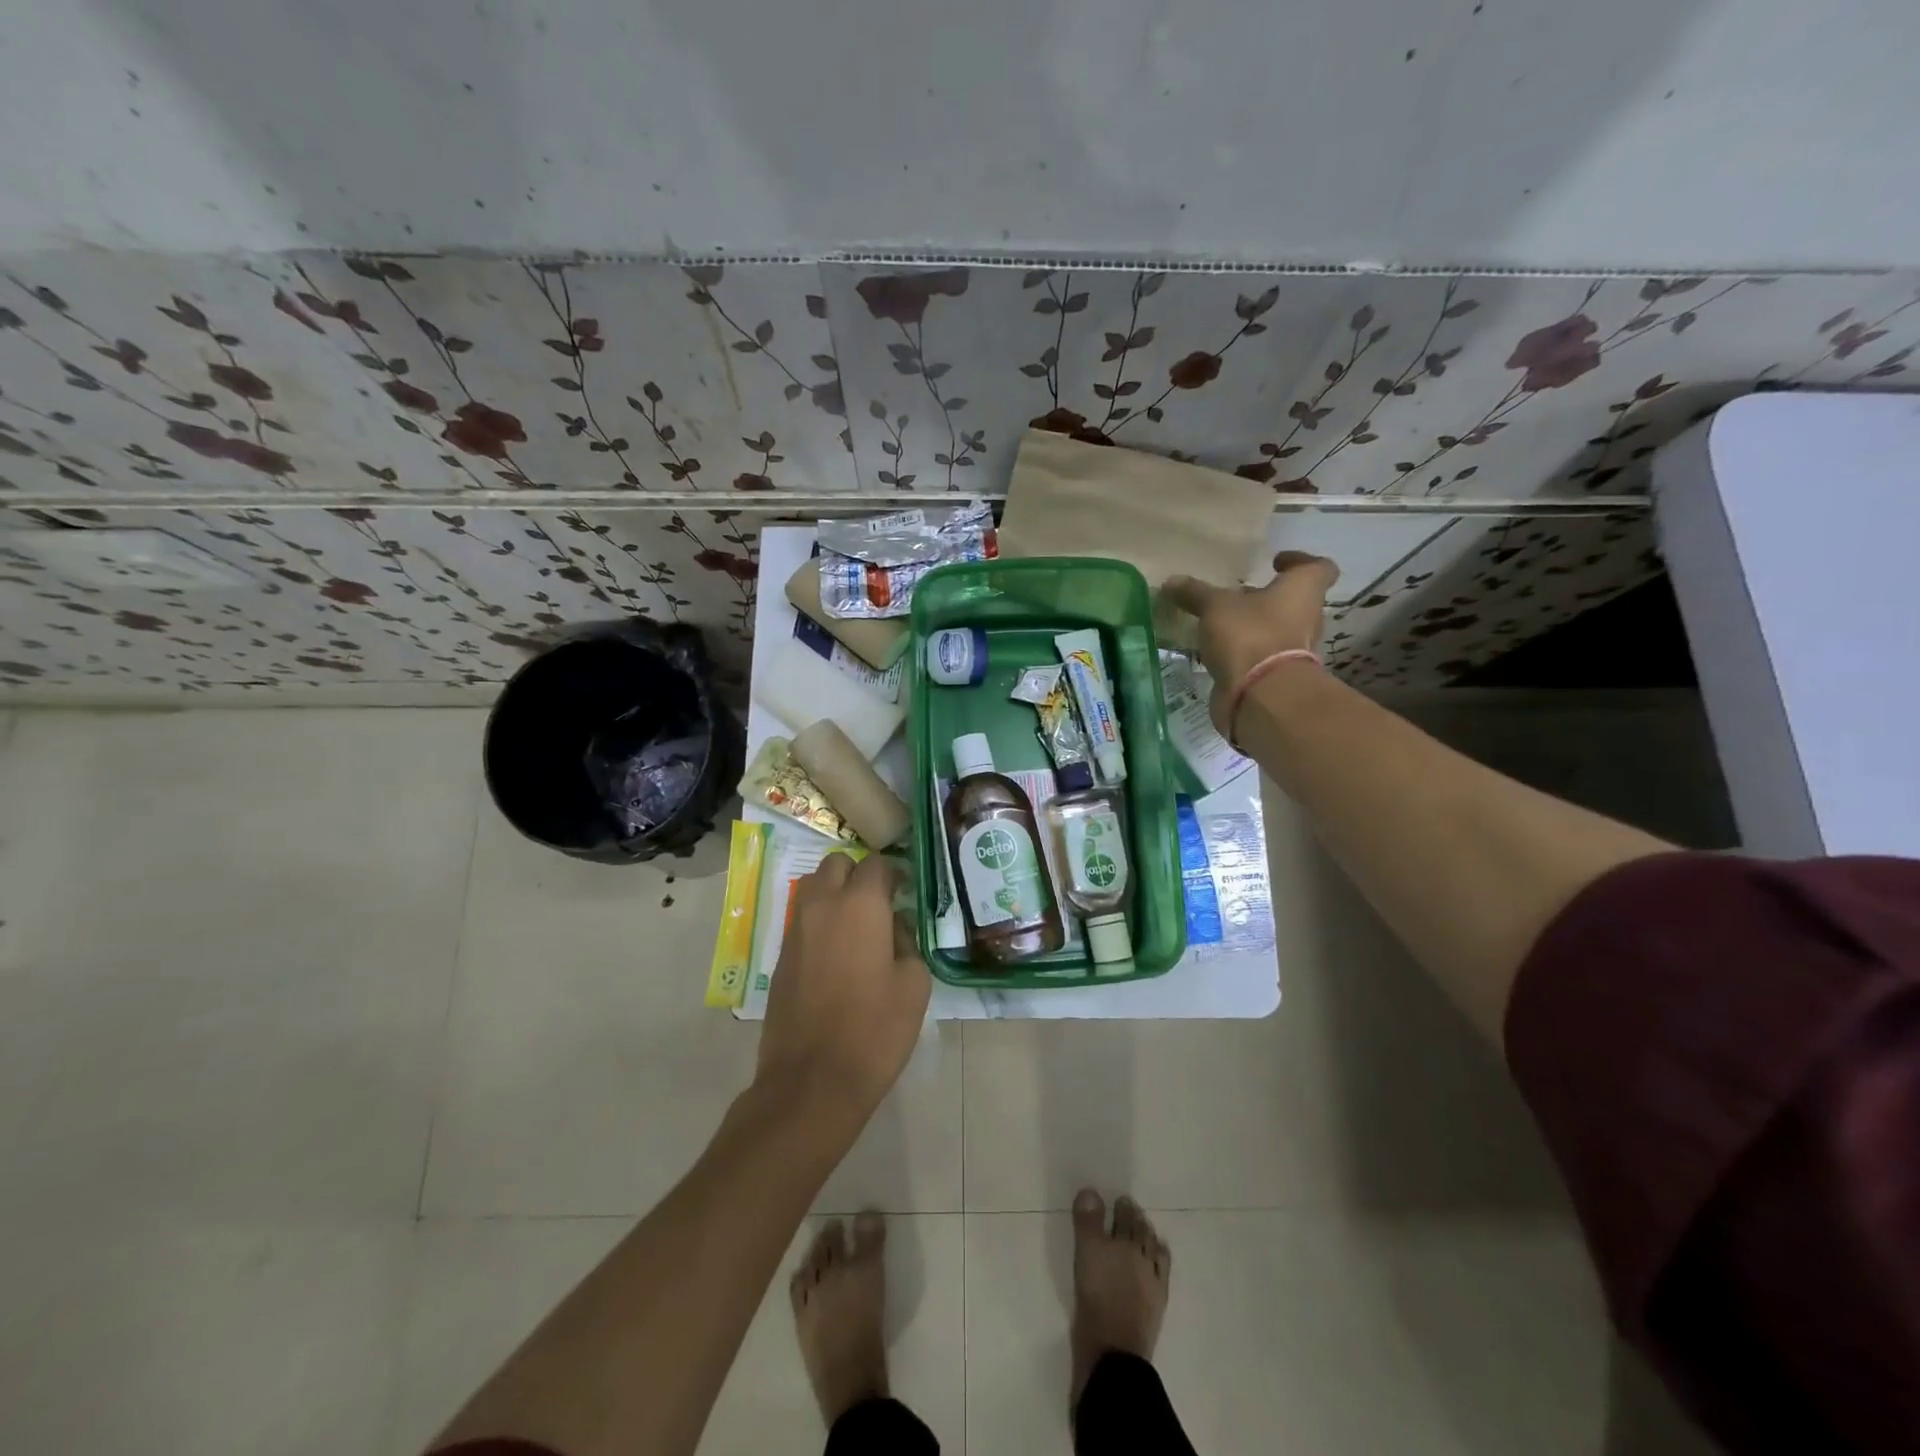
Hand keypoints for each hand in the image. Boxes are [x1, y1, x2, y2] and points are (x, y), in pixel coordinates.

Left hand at [756, 853, 930, 1126]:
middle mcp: (823, 906)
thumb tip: (893, 927)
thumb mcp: (913, 985)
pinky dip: (820, 924)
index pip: (874, 864)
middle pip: (835, 865)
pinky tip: (836, 956)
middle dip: (856, 875)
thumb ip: (906, 942)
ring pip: (813, 889)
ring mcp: (796, 930)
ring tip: (856, 928)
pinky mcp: (780, 957)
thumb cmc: (874, 1030)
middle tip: (878, 904)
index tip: (904, 892)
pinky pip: (802, 921)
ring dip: (834, 895)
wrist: (812, 1080)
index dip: (892, 873)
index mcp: (860, 905)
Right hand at [1163, 552, 1339, 734]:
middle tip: (1239, 595)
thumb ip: (1195, 593)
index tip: (1276, 562)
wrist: (1260, 696)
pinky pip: (1261, 656)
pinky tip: (1217, 650)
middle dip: (1268, 598)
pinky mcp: (1276, 676)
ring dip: (1255, 626)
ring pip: (1278, 630)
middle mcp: (1307, 618)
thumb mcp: (1215, 606)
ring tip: (1222, 623)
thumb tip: (1171, 580)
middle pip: (1295, 601)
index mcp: (1302, 591)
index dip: (1300, 561)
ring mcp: (1295, 651)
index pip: (1319, 568)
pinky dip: (1244, 652)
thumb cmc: (1249, 635)